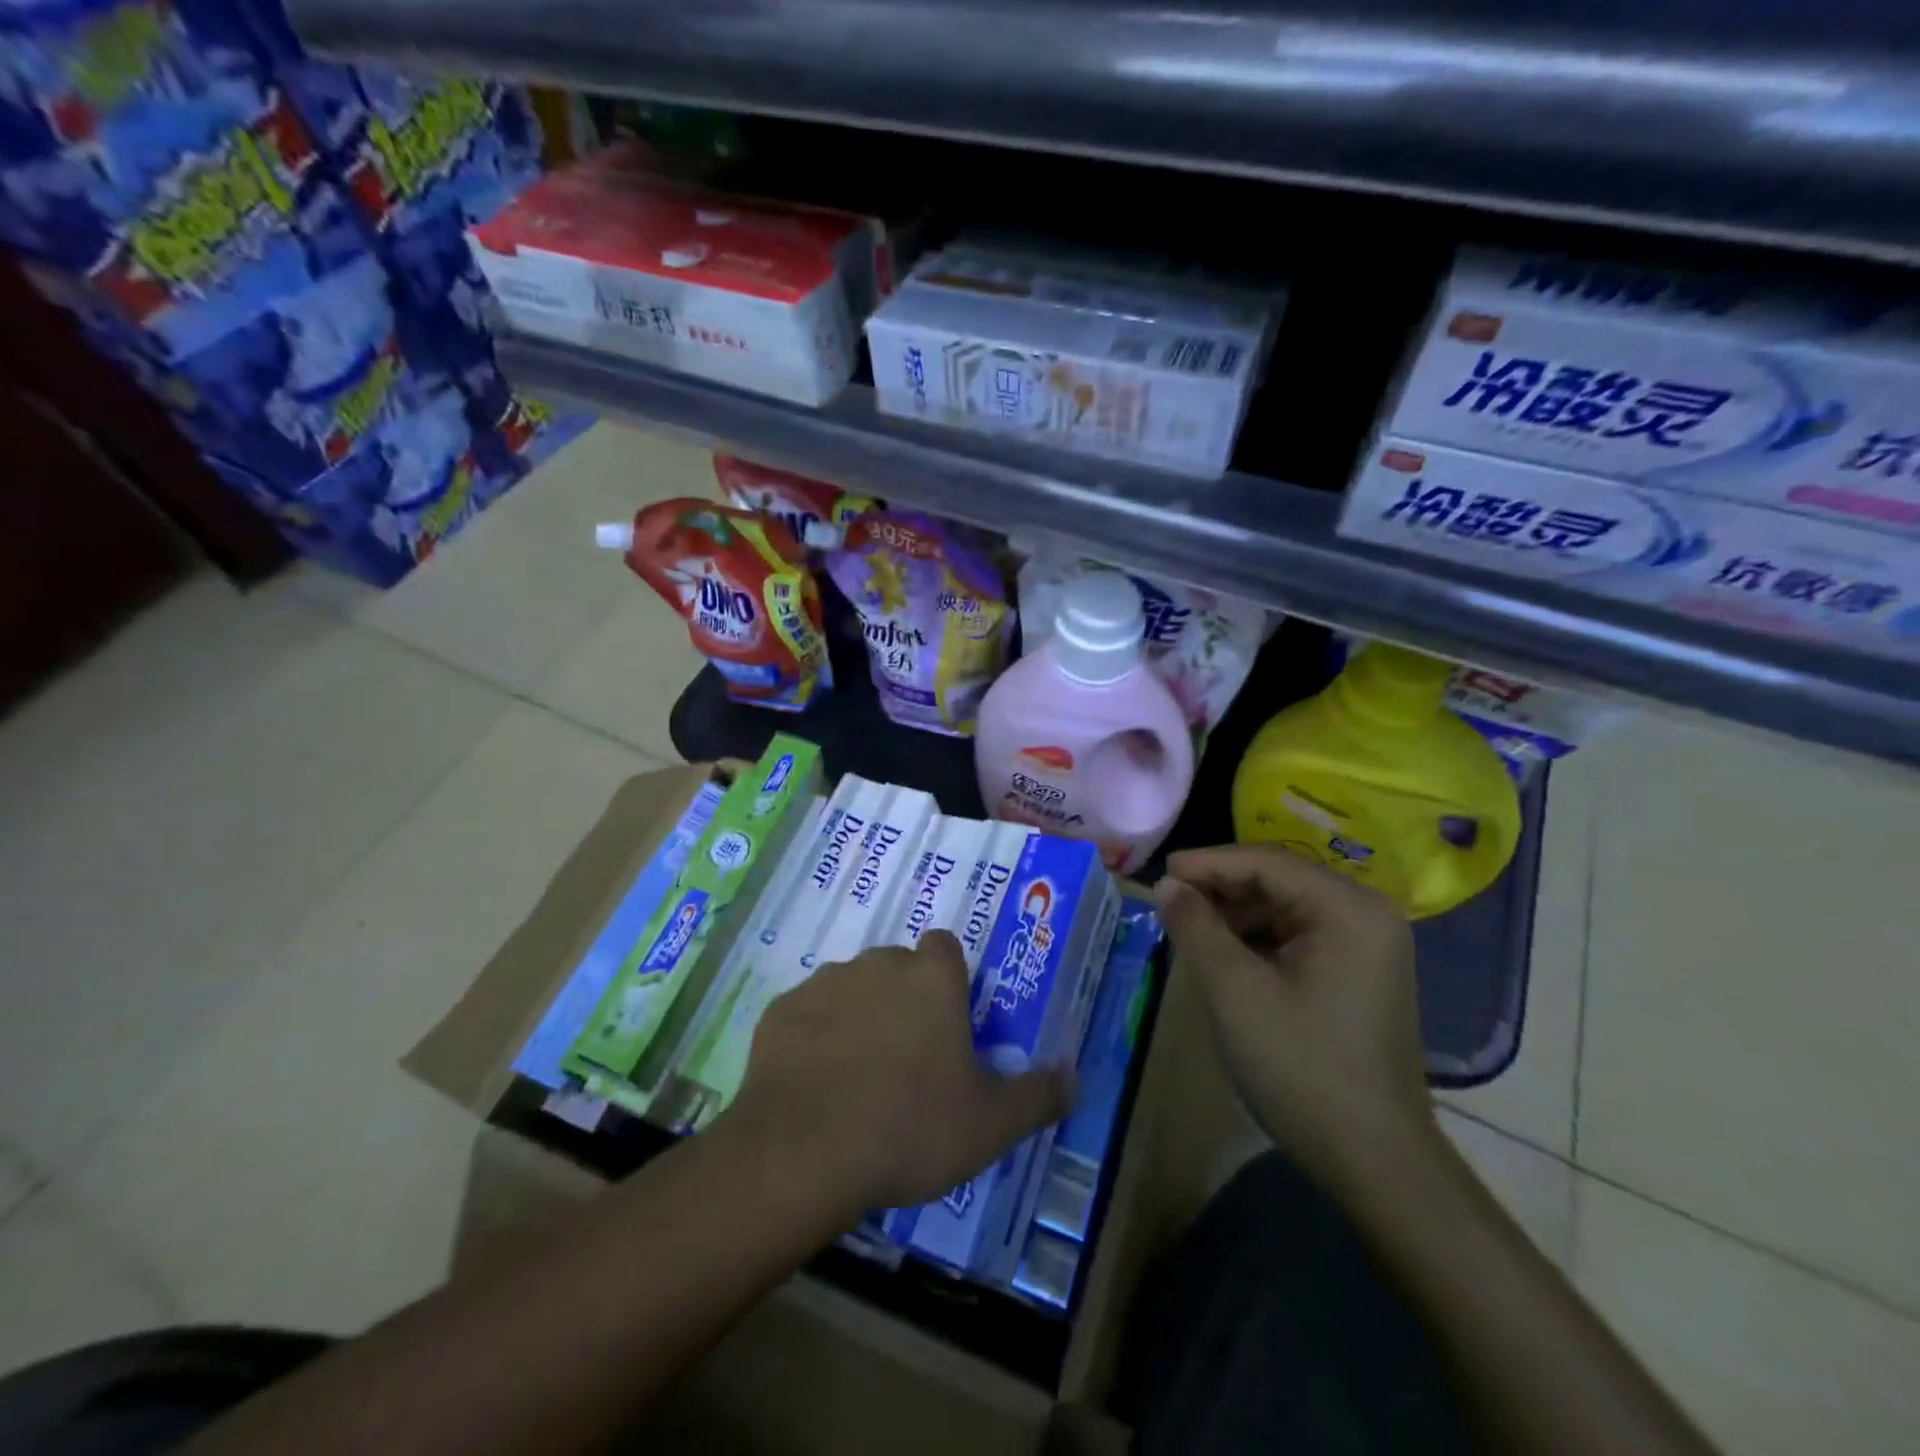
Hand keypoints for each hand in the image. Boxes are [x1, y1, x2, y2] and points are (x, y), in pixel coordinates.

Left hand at [723, 931, 1074, 1210]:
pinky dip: (815, 1037)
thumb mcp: (990, 1125)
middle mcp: (878, 963)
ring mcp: (825, 983)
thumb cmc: (909, 1129)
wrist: (802, 1152)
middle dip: (904, 1000)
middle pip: (898, 968)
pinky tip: (815, 1084)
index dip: (950, 979)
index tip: (949, 1022)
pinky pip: (808, 1014)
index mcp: (932, 978)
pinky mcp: (781, 1010)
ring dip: (859, 1017)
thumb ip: (1038, 1095)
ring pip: (852, 988)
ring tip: (858, 1077)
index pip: (946, 947)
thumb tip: (1074, 1075)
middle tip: (908, 1061)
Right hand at [1153, 845, 1434, 1193]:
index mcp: (1348, 909)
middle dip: (1221, 888)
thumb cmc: (1302, 1068)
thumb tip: (1165, 885)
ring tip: (1189, 927)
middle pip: (1279, 880)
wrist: (1375, 1161)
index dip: (1207, 863)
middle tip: (1169, 901)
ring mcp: (1369, 944)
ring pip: (1286, 907)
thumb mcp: (1235, 990)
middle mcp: (1367, 914)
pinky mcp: (1361, 972)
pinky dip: (1259, 937)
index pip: (1266, 862)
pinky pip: (1300, 934)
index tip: (1159, 874)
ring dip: (1236, 913)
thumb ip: (1196, 927)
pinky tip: (1225, 953)